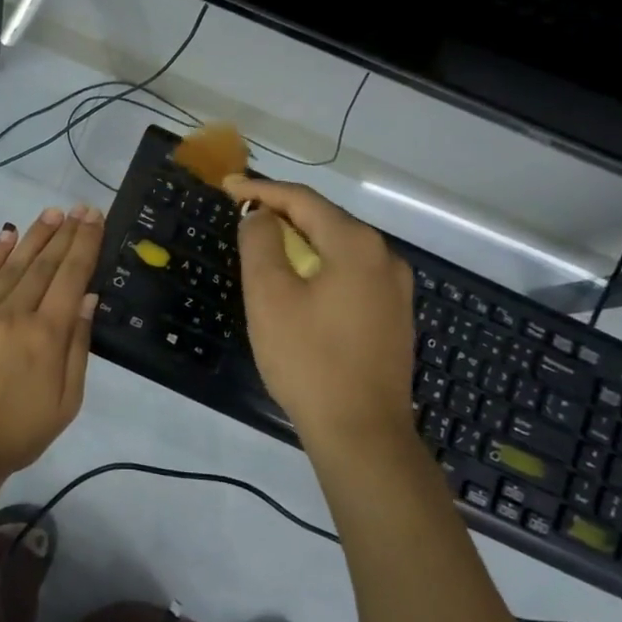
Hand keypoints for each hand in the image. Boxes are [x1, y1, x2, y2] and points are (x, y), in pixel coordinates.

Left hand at [0, 205, 104, 482]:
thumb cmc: (17, 434)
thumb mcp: (66, 403)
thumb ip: (77, 347)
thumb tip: (86, 297)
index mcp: (47, 336)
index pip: (71, 277)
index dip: (85, 244)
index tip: (94, 218)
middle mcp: (15, 314)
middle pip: (45, 264)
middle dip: (65, 233)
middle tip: (80, 207)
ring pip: (14, 264)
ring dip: (35, 236)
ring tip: (53, 213)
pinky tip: (8, 234)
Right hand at [225, 175, 415, 462]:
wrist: (362, 433)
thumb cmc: (308, 359)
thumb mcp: (269, 296)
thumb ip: (261, 243)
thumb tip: (263, 218)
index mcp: (356, 244)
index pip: (303, 200)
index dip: (261, 190)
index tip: (227, 187)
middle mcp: (384, 257)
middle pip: (325, 220)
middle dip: (282, 214)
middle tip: (242, 215)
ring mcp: (394, 289)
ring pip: (339, 249)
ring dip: (300, 242)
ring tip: (265, 246)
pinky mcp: (393, 317)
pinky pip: (350, 275)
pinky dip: (319, 267)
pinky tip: (299, 284)